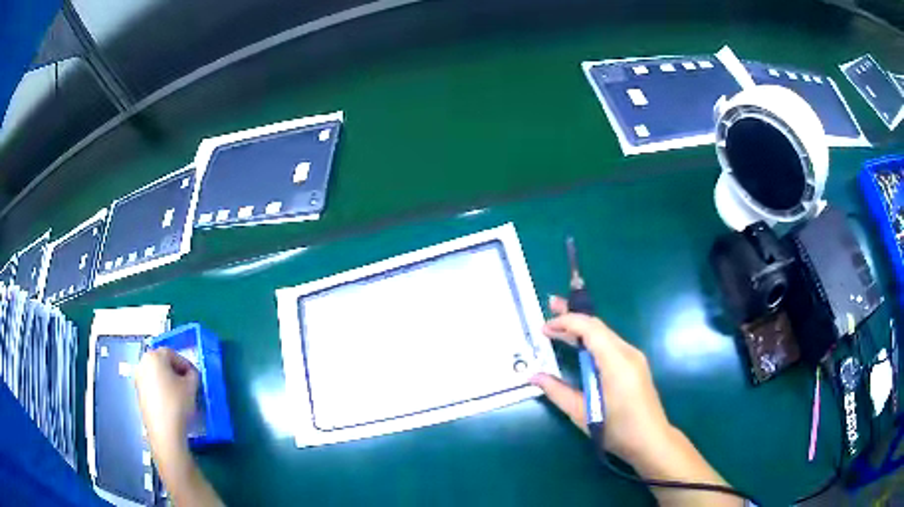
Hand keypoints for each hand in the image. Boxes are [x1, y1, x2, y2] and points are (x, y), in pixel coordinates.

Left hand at [135, 348, 198, 462]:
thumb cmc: (177, 404)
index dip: (185, 364)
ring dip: (167, 381)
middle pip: (162, 362)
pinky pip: (152, 385)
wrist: (164, 431)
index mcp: (154, 356)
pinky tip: (170, 403)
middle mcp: (142, 363)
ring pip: (156, 374)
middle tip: (187, 384)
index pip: (172, 353)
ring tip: (179, 395)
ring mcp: (138, 379)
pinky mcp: (138, 393)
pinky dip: (161, 390)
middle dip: (175, 371)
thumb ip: (193, 374)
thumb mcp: (191, 387)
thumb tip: (190, 374)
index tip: (195, 376)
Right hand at [530, 295, 672, 464]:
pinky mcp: (635, 365)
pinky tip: (579, 346)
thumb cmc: (617, 429)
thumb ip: (558, 392)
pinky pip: (610, 345)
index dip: (566, 322)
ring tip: (559, 324)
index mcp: (616, 362)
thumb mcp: (583, 414)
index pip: (590, 329)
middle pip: (598, 326)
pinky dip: (592, 340)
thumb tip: (534, 376)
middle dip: (573, 316)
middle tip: (550, 305)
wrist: (651, 440)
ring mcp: (634, 358)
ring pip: (605, 334)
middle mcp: (628, 353)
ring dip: (582, 328)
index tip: (544, 326)